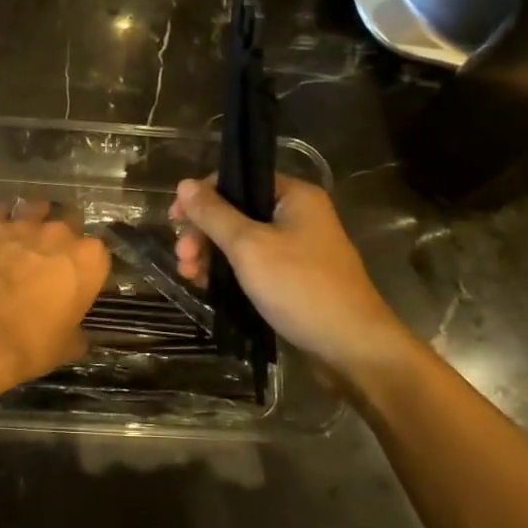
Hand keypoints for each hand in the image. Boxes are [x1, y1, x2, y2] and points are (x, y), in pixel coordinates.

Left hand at [0, 201, 109, 400]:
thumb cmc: (33, 343)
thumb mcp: (67, 345)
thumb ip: (77, 331)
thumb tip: (78, 334)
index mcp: (90, 261)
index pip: (98, 253)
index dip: (86, 264)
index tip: (76, 276)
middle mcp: (62, 234)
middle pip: (70, 220)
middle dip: (63, 234)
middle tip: (50, 254)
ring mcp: (25, 225)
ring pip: (36, 207)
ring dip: (34, 218)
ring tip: (24, 234)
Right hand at [171, 175, 417, 378]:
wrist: (352, 348)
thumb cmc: (300, 288)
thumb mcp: (249, 246)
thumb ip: (214, 214)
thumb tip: (184, 184)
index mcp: (294, 196)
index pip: (238, 180)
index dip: (202, 197)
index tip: (175, 221)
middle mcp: (298, 215)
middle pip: (236, 211)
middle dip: (204, 232)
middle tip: (182, 257)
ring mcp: (298, 248)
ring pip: (242, 240)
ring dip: (212, 254)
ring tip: (190, 276)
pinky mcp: (294, 278)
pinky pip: (254, 264)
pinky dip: (230, 272)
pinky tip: (208, 286)